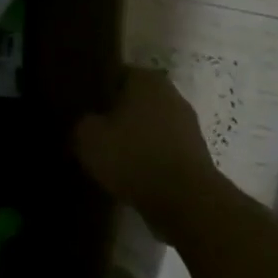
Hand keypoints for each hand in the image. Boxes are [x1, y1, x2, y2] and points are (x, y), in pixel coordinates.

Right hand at [73, 66, 218, 223]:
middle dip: (116, 114)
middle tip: (92, 131)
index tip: (80, 107)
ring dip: (134, 138)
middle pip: (134, 100)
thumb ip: (82, 122)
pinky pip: (162, 150)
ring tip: (110, 157)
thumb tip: (87, 123)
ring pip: (149, 126)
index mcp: (146, 79)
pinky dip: (149, 159)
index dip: (95, 90)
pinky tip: (131, 174)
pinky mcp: (197, 156)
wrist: (188, 203)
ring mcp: (189, 126)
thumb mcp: (88, 137)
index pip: (114, 74)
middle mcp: (171, 95)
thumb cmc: (134, 156)